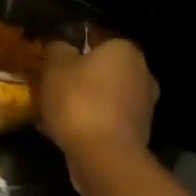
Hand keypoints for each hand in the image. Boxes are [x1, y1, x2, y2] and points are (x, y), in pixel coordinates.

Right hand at [37, 37, 158, 193]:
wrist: (104, 158)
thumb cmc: (80, 100)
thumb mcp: (55, 65)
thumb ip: (57, 48)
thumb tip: (61, 46)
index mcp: (125, 50)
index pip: (97, 37)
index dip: (74, 45)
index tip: (55, 57)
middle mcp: (142, 74)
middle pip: (103, 69)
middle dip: (80, 75)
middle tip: (53, 83)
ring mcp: (143, 107)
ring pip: (104, 96)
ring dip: (84, 101)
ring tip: (53, 111)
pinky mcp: (137, 136)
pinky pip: (106, 121)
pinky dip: (89, 123)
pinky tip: (63, 132)